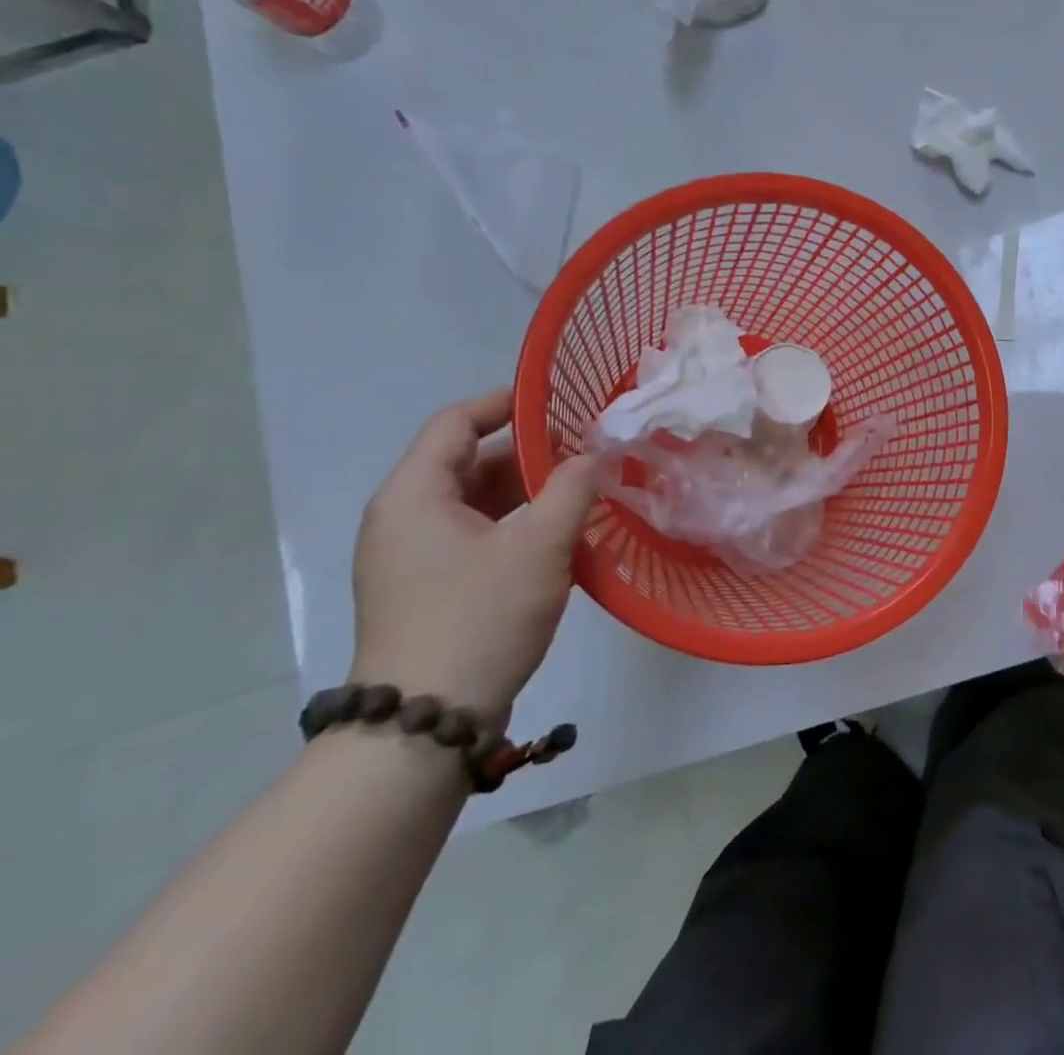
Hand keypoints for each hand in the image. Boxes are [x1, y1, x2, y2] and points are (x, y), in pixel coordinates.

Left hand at [349, 389, 599, 720]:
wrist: (425, 725)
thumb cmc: (479, 617)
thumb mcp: (540, 544)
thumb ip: (574, 487)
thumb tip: (597, 454)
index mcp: (414, 495)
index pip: (456, 422)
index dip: (507, 403)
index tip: (559, 399)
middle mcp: (404, 519)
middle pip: (469, 463)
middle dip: (531, 453)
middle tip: (588, 451)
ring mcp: (413, 559)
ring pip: (477, 504)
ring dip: (530, 494)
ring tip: (585, 493)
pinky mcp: (430, 591)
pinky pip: (477, 538)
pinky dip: (518, 528)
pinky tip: (562, 540)